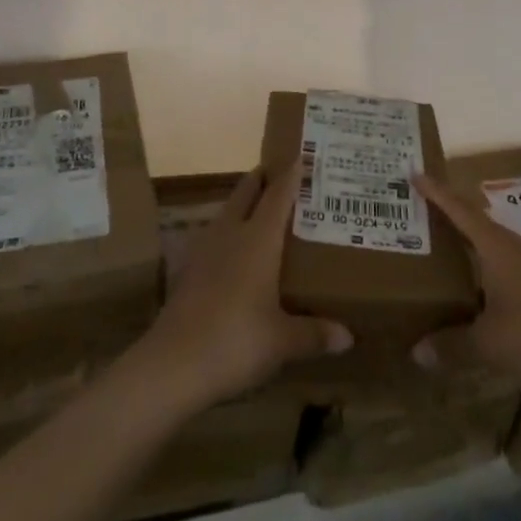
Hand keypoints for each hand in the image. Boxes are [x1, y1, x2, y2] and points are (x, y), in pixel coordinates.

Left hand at [131, 165, 351, 415]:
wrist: (172, 365)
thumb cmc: (236, 341)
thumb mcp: (283, 341)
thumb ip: (315, 333)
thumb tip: (347, 337)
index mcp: (258, 239)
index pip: (278, 194)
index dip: (291, 174)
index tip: (303, 155)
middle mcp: (231, 233)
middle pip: (247, 192)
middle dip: (263, 178)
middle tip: (283, 174)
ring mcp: (205, 249)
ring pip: (228, 212)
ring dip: (244, 204)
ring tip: (263, 210)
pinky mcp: (189, 270)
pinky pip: (215, 237)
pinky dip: (229, 232)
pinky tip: (236, 253)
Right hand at [411, 171, 520, 395]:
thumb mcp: (488, 344)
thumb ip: (451, 345)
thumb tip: (417, 352)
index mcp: (497, 246)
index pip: (460, 210)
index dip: (437, 193)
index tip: (416, 173)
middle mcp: (517, 245)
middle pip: (479, 222)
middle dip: (453, 217)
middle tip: (427, 217)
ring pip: (499, 244)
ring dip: (476, 244)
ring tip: (454, 253)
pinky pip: (514, 264)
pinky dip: (494, 268)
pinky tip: (489, 290)